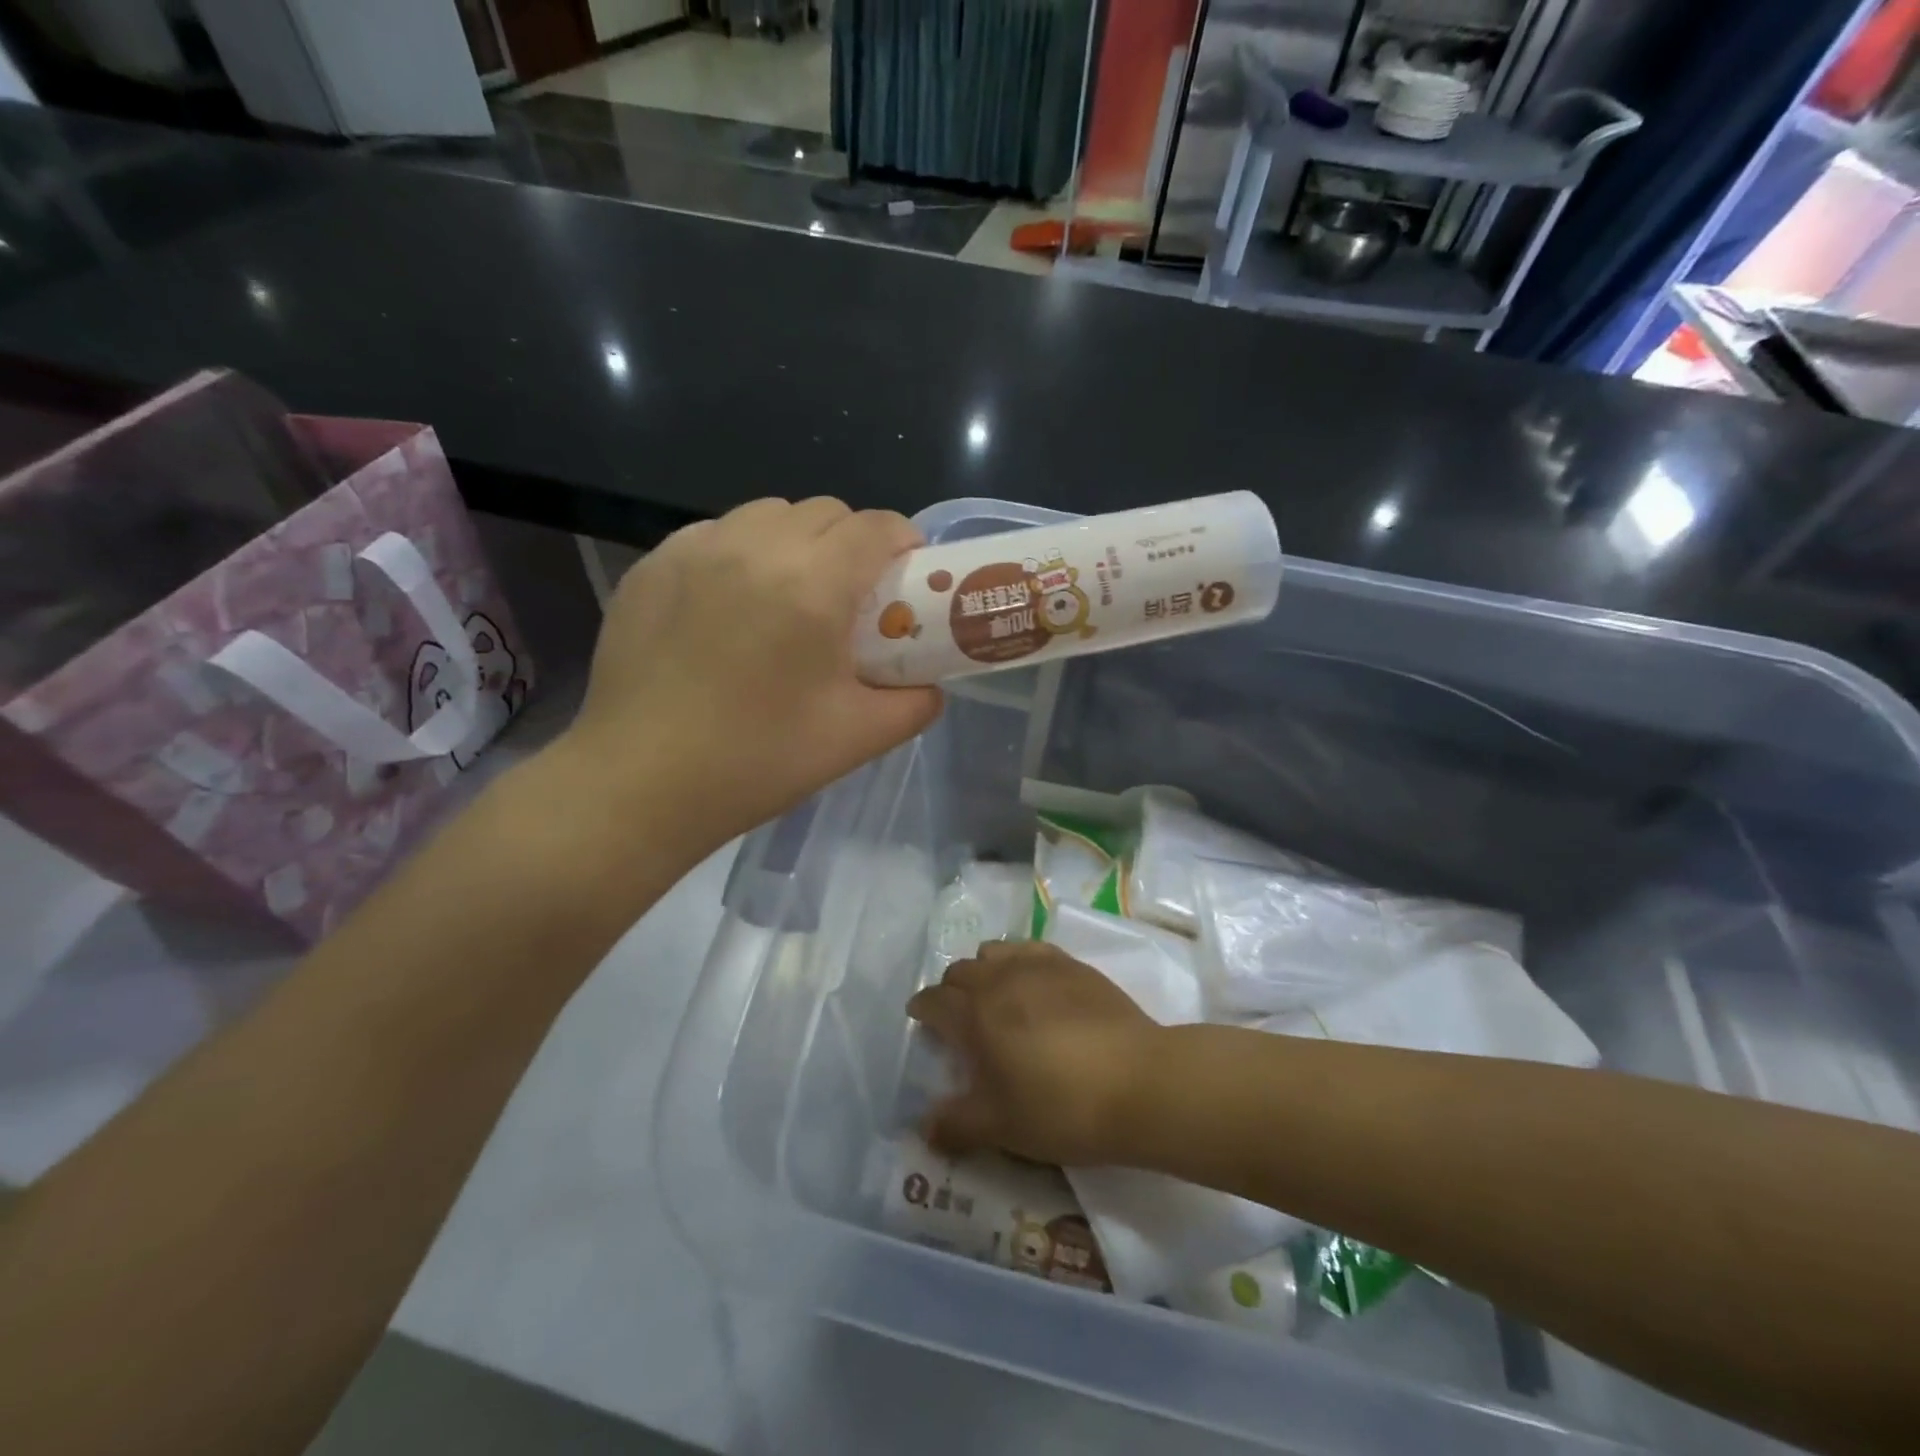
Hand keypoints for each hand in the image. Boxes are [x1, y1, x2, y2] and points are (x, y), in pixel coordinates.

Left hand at [563, 498, 942, 853]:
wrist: (641, 784)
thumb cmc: (756, 761)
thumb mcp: (858, 739)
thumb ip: (914, 704)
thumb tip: (931, 686)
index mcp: (812, 585)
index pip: (875, 527)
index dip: (903, 542)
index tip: (906, 574)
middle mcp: (754, 547)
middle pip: (824, 511)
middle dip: (851, 541)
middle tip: (850, 595)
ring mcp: (694, 550)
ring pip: (767, 514)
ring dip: (796, 541)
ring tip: (790, 594)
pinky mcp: (651, 566)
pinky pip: (715, 534)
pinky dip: (740, 553)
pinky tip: (732, 605)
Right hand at [906, 942, 1162, 1166]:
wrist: (1140, 1082)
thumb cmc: (1062, 1107)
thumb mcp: (1002, 1127)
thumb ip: (957, 1124)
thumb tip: (924, 1127)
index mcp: (975, 1014)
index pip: (934, 1000)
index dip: (922, 1009)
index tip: (920, 1018)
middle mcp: (1001, 979)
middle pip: (961, 970)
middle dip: (951, 989)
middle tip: (959, 1017)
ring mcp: (1040, 966)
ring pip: (996, 952)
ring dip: (985, 969)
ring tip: (996, 996)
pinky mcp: (1074, 965)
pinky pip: (1032, 950)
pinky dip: (1020, 962)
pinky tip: (1035, 984)